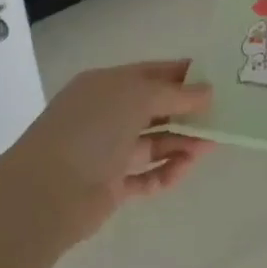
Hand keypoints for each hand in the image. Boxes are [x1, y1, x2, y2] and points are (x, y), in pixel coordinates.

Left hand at [0, 62, 213, 251]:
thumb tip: (207, 91)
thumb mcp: (137, 96)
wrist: (44, 194)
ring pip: (153, 141)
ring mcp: (107, 151)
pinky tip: (184, 169)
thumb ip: (174, 94)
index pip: (151, 73)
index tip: (216, 80)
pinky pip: (146, 174)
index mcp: (107, 84)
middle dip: (187, 112)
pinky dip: (166, 171)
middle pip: (155, 108)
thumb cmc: (91, 129)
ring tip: (210, 146)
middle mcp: (107, 114)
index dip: (183, 75)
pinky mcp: (110, 186)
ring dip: (182, 142)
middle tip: (222, 117)